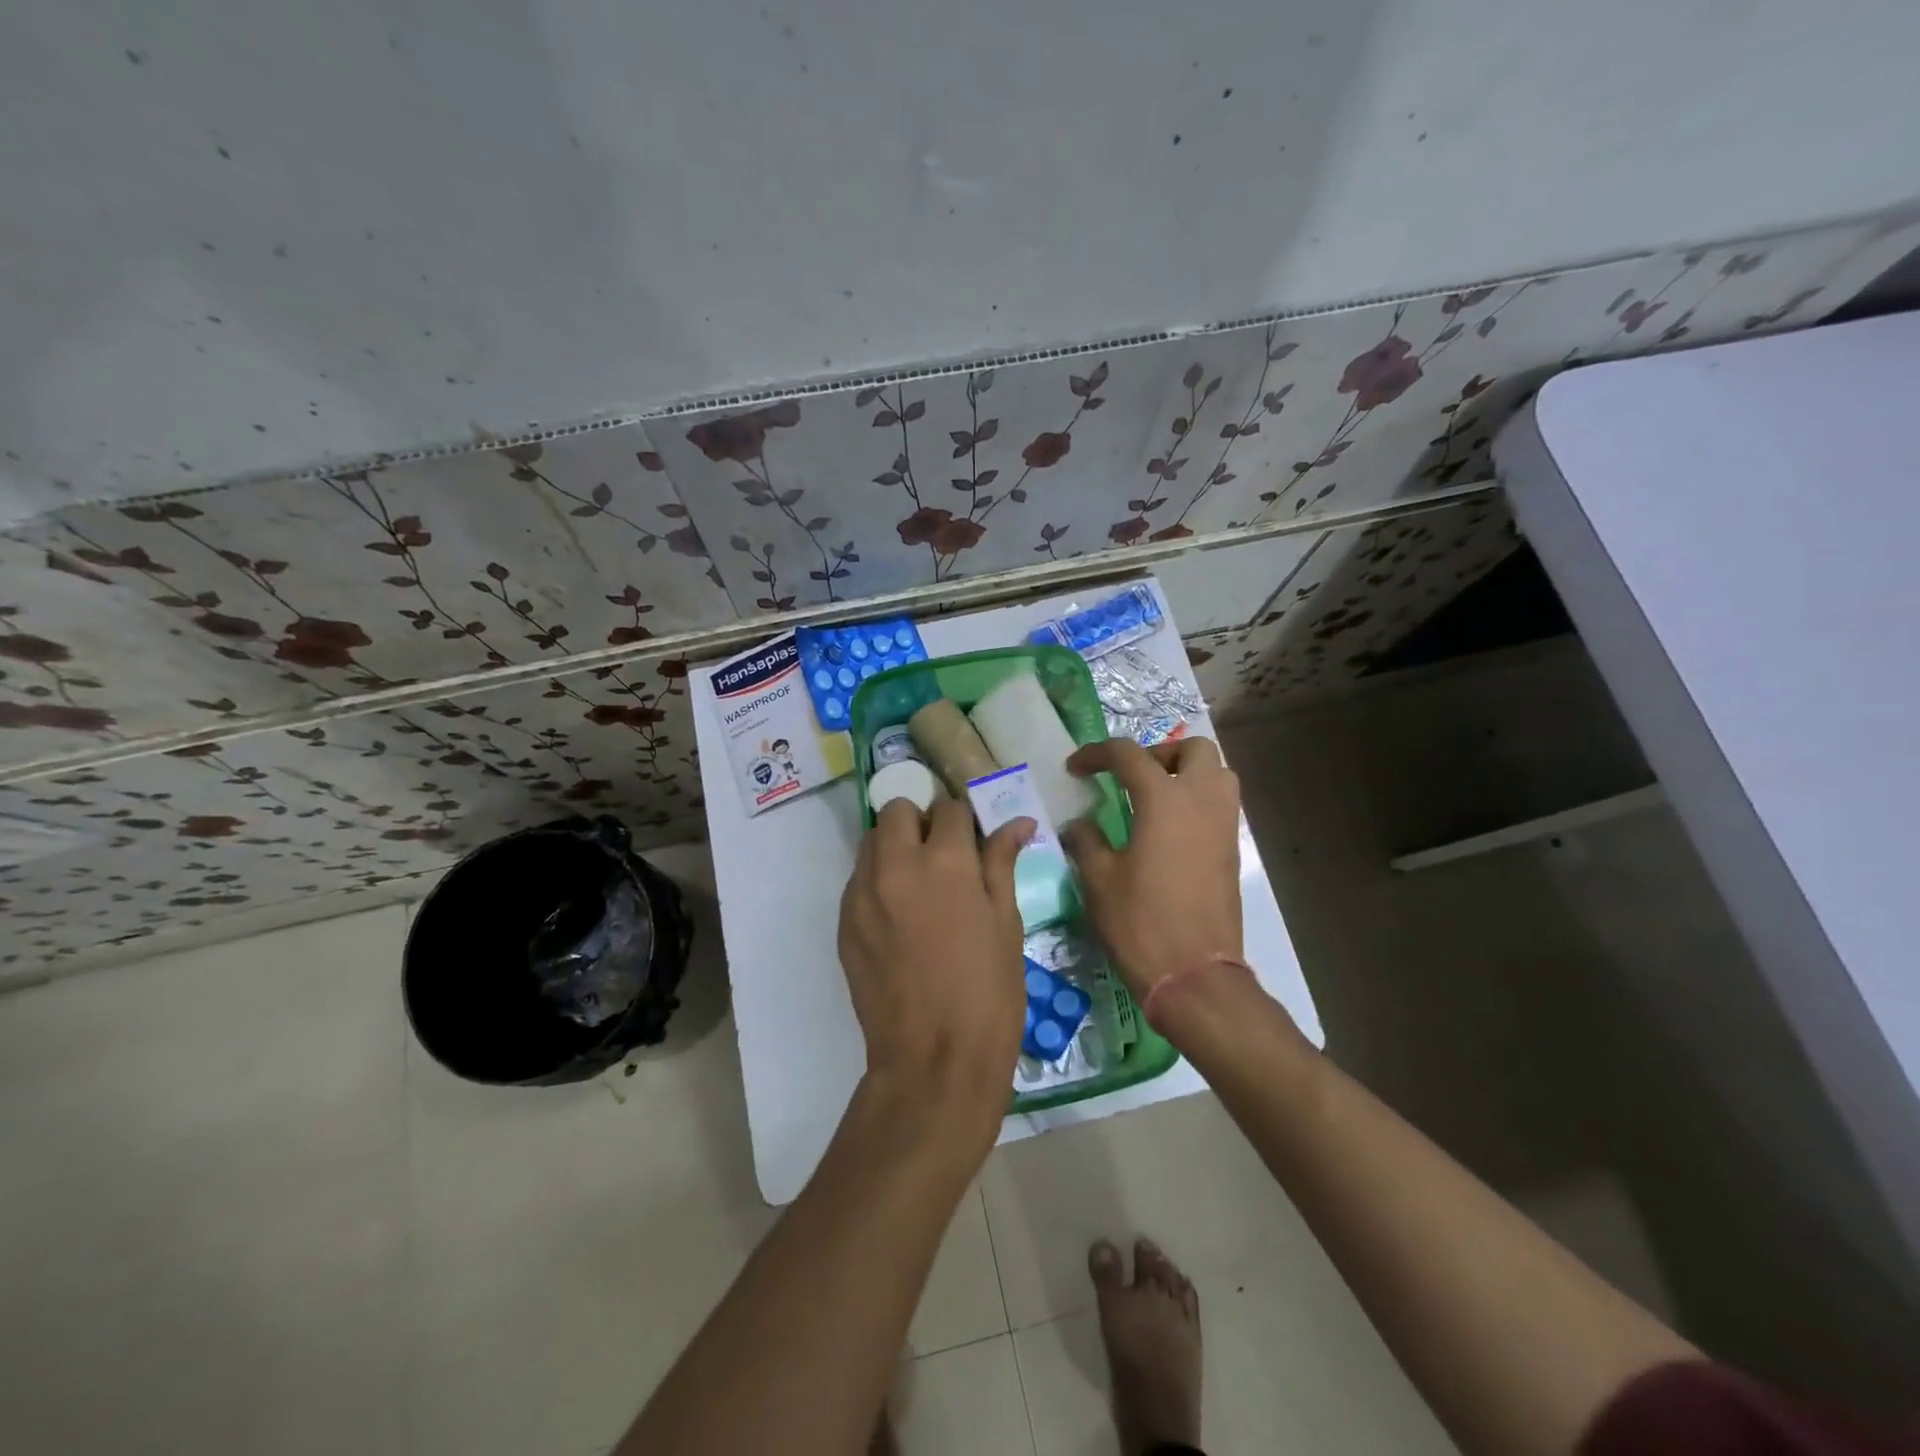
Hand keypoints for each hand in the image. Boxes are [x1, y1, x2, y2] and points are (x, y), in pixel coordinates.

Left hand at [837, 797, 1033, 1145]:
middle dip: (921, 822)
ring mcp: (862, 893)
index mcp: (945, 861)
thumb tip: (1017, 822)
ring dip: (895, 847)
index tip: (973, 841)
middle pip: (897, 810)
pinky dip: (878, 881)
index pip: (950, 808)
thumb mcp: (1006, 923)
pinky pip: (858, 880)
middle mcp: (896, 865)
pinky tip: (899, 918)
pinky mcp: (844, 922)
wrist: (934, 1060)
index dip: (965, 821)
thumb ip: (1002, 863)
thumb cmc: (988, 992)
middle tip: (942, 855)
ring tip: (918, 884)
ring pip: (872, 842)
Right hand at [1061, 737, 1243, 1000]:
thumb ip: (1086, 840)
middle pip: (1193, 749)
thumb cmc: (1141, 923)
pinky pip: (1221, 804)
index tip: (1076, 769)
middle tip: (1131, 777)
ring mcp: (1224, 825)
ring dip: (1187, 773)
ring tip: (1154, 798)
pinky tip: (1169, 829)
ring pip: (1218, 773)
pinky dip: (1198, 800)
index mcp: (1164, 800)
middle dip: (1160, 752)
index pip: (1129, 755)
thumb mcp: (1099, 880)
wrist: (1195, 975)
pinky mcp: (1233, 850)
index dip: (1097, 754)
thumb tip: (1078, 824)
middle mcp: (1201, 801)